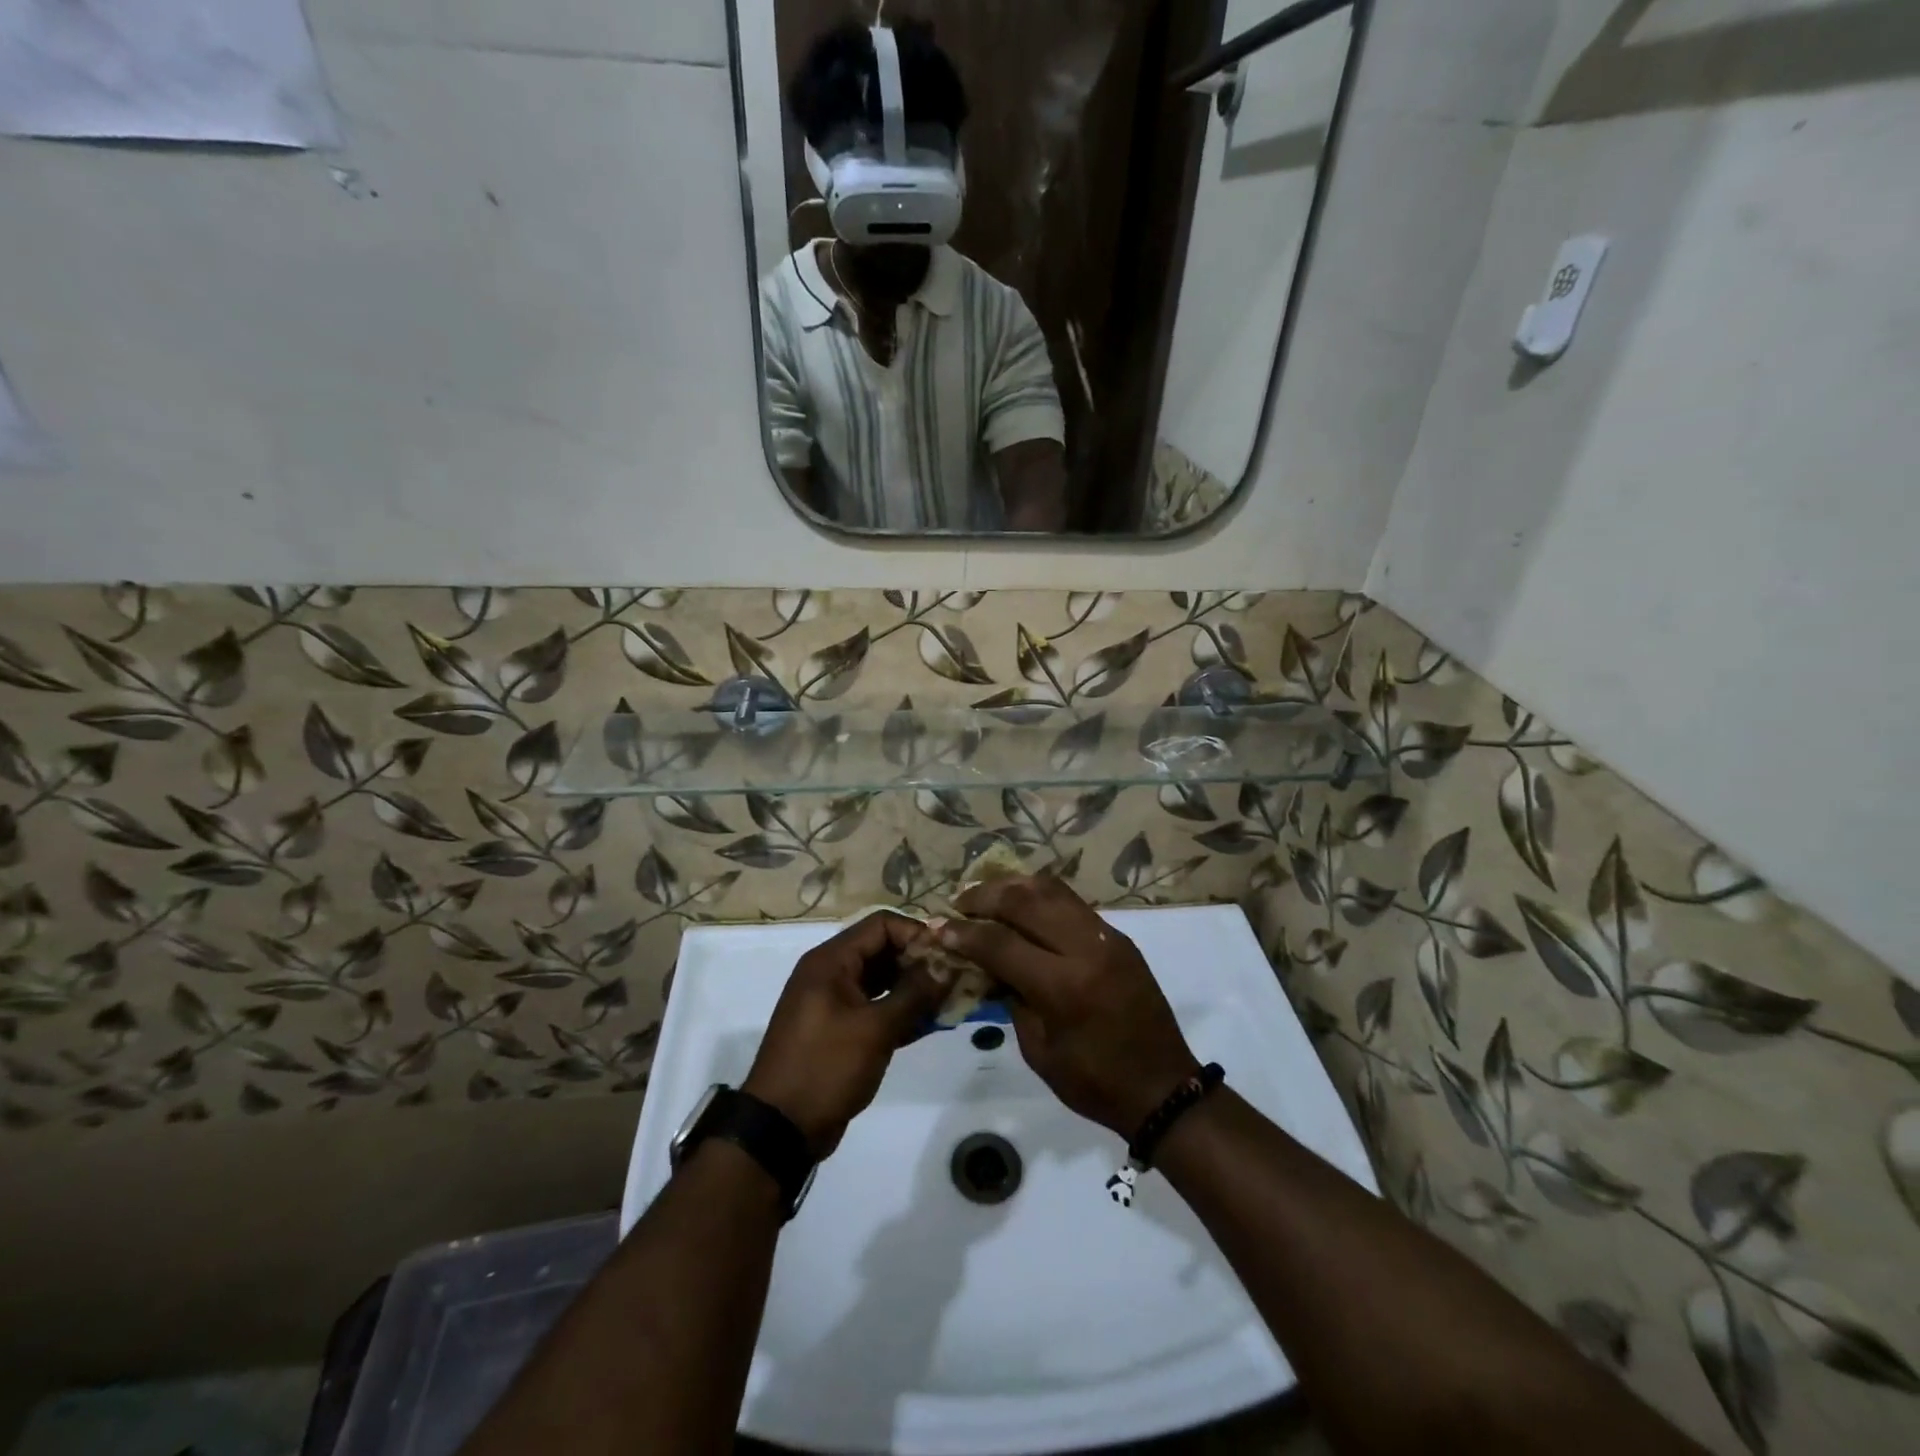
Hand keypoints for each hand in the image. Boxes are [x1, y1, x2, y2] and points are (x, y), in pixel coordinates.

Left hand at [742, 912, 950, 1157]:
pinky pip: (876, 1006)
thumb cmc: (826, 1067)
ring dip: (914, 987)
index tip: (948, 956)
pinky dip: (901, 1011)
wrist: (780, 1129)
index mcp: (831, 961)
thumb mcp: (875, 1029)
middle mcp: (831, 972)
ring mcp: (835, 1002)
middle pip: (883, 949)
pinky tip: (930, 1024)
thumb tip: (948, 964)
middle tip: (955, 980)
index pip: (882, 924)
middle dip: (920, 962)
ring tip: (949, 1002)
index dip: (917, 933)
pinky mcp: (840, 1029)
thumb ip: (915, 993)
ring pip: (882, 979)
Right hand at [939, 876, 1198, 1137]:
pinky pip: (1072, 902)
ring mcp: (1107, 937)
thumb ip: (1011, 999)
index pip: (1001, 943)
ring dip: (1013, 886)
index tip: (939, 928)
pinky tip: (1021, 904)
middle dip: (985, 896)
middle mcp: (1087, 949)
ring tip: (986, 894)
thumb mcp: (1039, 1051)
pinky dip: (1040, 896)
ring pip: (1052, 890)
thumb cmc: (1095, 1082)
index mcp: (1064, 987)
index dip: (964, 934)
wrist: (1163, 1086)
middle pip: (1026, 901)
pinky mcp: (1118, 936)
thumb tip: (987, 964)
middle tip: (959, 902)